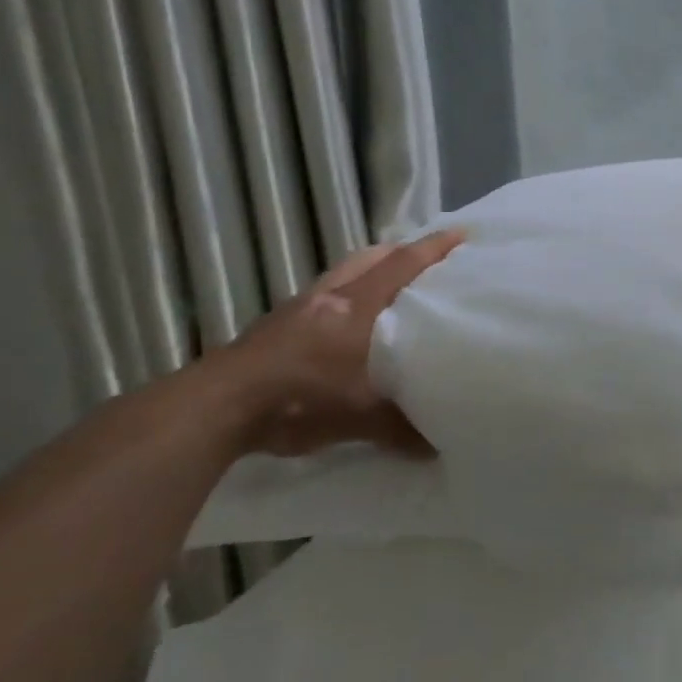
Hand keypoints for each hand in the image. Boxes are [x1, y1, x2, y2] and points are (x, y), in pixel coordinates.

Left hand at [215, 229, 465, 458]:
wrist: (220, 407)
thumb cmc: (300, 400)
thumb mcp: (358, 419)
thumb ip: (401, 428)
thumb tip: (439, 448)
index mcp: (357, 307)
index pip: (403, 265)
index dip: (434, 248)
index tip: (462, 233)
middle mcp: (330, 297)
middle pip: (370, 257)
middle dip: (401, 251)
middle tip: (428, 260)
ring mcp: (299, 308)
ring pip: (343, 273)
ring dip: (369, 270)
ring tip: (391, 284)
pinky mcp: (276, 325)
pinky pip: (323, 295)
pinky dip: (344, 294)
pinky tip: (346, 321)